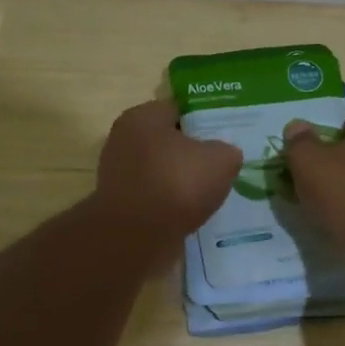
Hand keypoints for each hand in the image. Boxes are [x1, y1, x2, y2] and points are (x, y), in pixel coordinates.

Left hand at [95, 99, 241, 244]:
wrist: (138, 236)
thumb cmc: (177, 184)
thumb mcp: (220, 160)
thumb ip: (227, 151)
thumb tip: (224, 155)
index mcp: (142, 117)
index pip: (177, 109)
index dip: (202, 120)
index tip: (223, 135)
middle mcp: (123, 139)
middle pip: (166, 141)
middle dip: (190, 152)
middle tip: (218, 164)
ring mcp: (117, 173)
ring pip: (159, 170)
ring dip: (179, 180)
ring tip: (207, 192)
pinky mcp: (119, 203)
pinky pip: (152, 196)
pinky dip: (168, 202)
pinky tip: (188, 212)